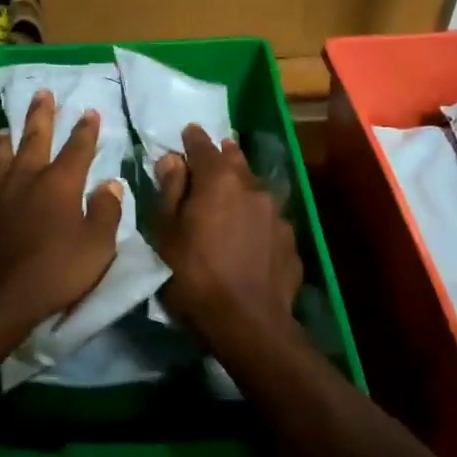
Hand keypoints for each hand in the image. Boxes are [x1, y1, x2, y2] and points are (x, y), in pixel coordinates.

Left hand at [0, 91, 123, 342]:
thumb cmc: (53, 273)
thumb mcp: (96, 248)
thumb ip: (106, 212)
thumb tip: (111, 183)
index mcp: (60, 183)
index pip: (78, 148)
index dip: (86, 129)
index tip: (90, 111)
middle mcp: (26, 177)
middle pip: (35, 137)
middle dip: (41, 114)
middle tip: (42, 92)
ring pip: (1, 154)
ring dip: (7, 137)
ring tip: (6, 126)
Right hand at [154, 126, 303, 352]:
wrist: (249, 323)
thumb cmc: (194, 276)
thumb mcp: (166, 234)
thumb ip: (169, 191)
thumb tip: (171, 159)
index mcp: (219, 180)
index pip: (203, 145)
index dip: (192, 138)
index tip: (187, 132)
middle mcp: (252, 186)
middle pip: (235, 161)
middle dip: (222, 155)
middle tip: (212, 155)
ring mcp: (277, 213)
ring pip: (255, 188)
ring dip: (241, 186)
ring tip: (230, 193)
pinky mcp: (290, 239)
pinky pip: (267, 218)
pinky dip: (255, 217)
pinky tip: (249, 233)